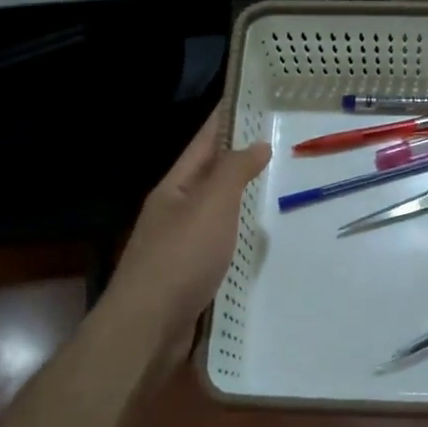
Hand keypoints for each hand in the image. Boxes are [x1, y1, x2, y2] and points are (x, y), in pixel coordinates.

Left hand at [104, 105, 270, 365]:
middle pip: (211, 175)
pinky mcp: (193, 274)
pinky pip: (223, 242)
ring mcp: (182, 244)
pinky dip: (242, 233)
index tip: (249, 97)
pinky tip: (262, 236)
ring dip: (243, 196)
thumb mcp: (211, 205)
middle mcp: (175, 210)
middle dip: (240, 156)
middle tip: (280, 140)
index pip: (204, 142)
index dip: (225, 118)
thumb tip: (257, 142)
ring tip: (279, 182)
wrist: (148, 329)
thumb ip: (234, 172)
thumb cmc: (180, 258)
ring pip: (218, 210)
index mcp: (175, 187)